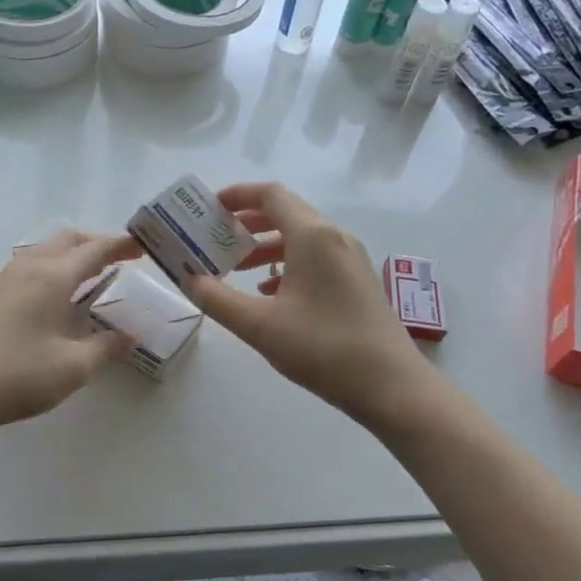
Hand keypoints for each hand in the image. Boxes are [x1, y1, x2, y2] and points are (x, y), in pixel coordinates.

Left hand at [0, 230, 139, 440]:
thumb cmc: (14, 376)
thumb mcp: (71, 368)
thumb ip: (106, 348)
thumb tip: (131, 337)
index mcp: (52, 276)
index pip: (95, 249)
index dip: (123, 246)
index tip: (146, 247)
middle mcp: (29, 267)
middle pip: (68, 239)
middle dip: (98, 244)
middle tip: (123, 261)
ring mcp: (7, 279)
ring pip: (47, 250)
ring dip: (74, 254)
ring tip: (95, 276)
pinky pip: (33, 266)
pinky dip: (56, 268)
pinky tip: (61, 296)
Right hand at [186, 182, 428, 424]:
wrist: (391, 386)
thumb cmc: (322, 348)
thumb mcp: (259, 325)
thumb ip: (217, 299)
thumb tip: (189, 279)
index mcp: (312, 236)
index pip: (270, 196)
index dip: (237, 195)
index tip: (208, 207)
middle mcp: (334, 238)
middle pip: (286, 213)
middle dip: (246, 222)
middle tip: (214, 237)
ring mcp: (350, 260)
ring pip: (300, 238)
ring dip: (265, 246)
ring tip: (234, 268)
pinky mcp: (357, 282)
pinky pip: (315, 259)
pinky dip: (286, 265)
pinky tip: (268, 293)